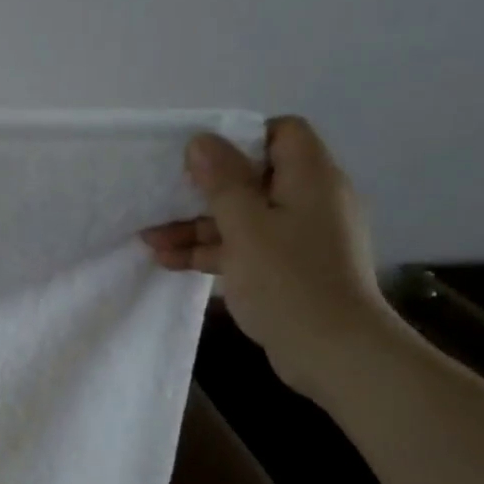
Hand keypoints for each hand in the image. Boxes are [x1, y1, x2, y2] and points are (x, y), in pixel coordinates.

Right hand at [142, 116, 400, 400]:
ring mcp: (301, 238)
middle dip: (204, 191)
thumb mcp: (246, 226)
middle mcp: (311, 200)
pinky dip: (213, 252)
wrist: (333, 350)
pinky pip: (247, 248)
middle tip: (162, 201)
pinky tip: (171, 263)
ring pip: (244, 218)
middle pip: (253, 179)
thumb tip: (202, 140)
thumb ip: (222, 181)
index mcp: (311, 177)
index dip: (240, 139)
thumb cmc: (288, 280)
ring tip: (150, 241)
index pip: (282, 133)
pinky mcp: (290, 269)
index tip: (201, 160)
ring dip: (198, 227)